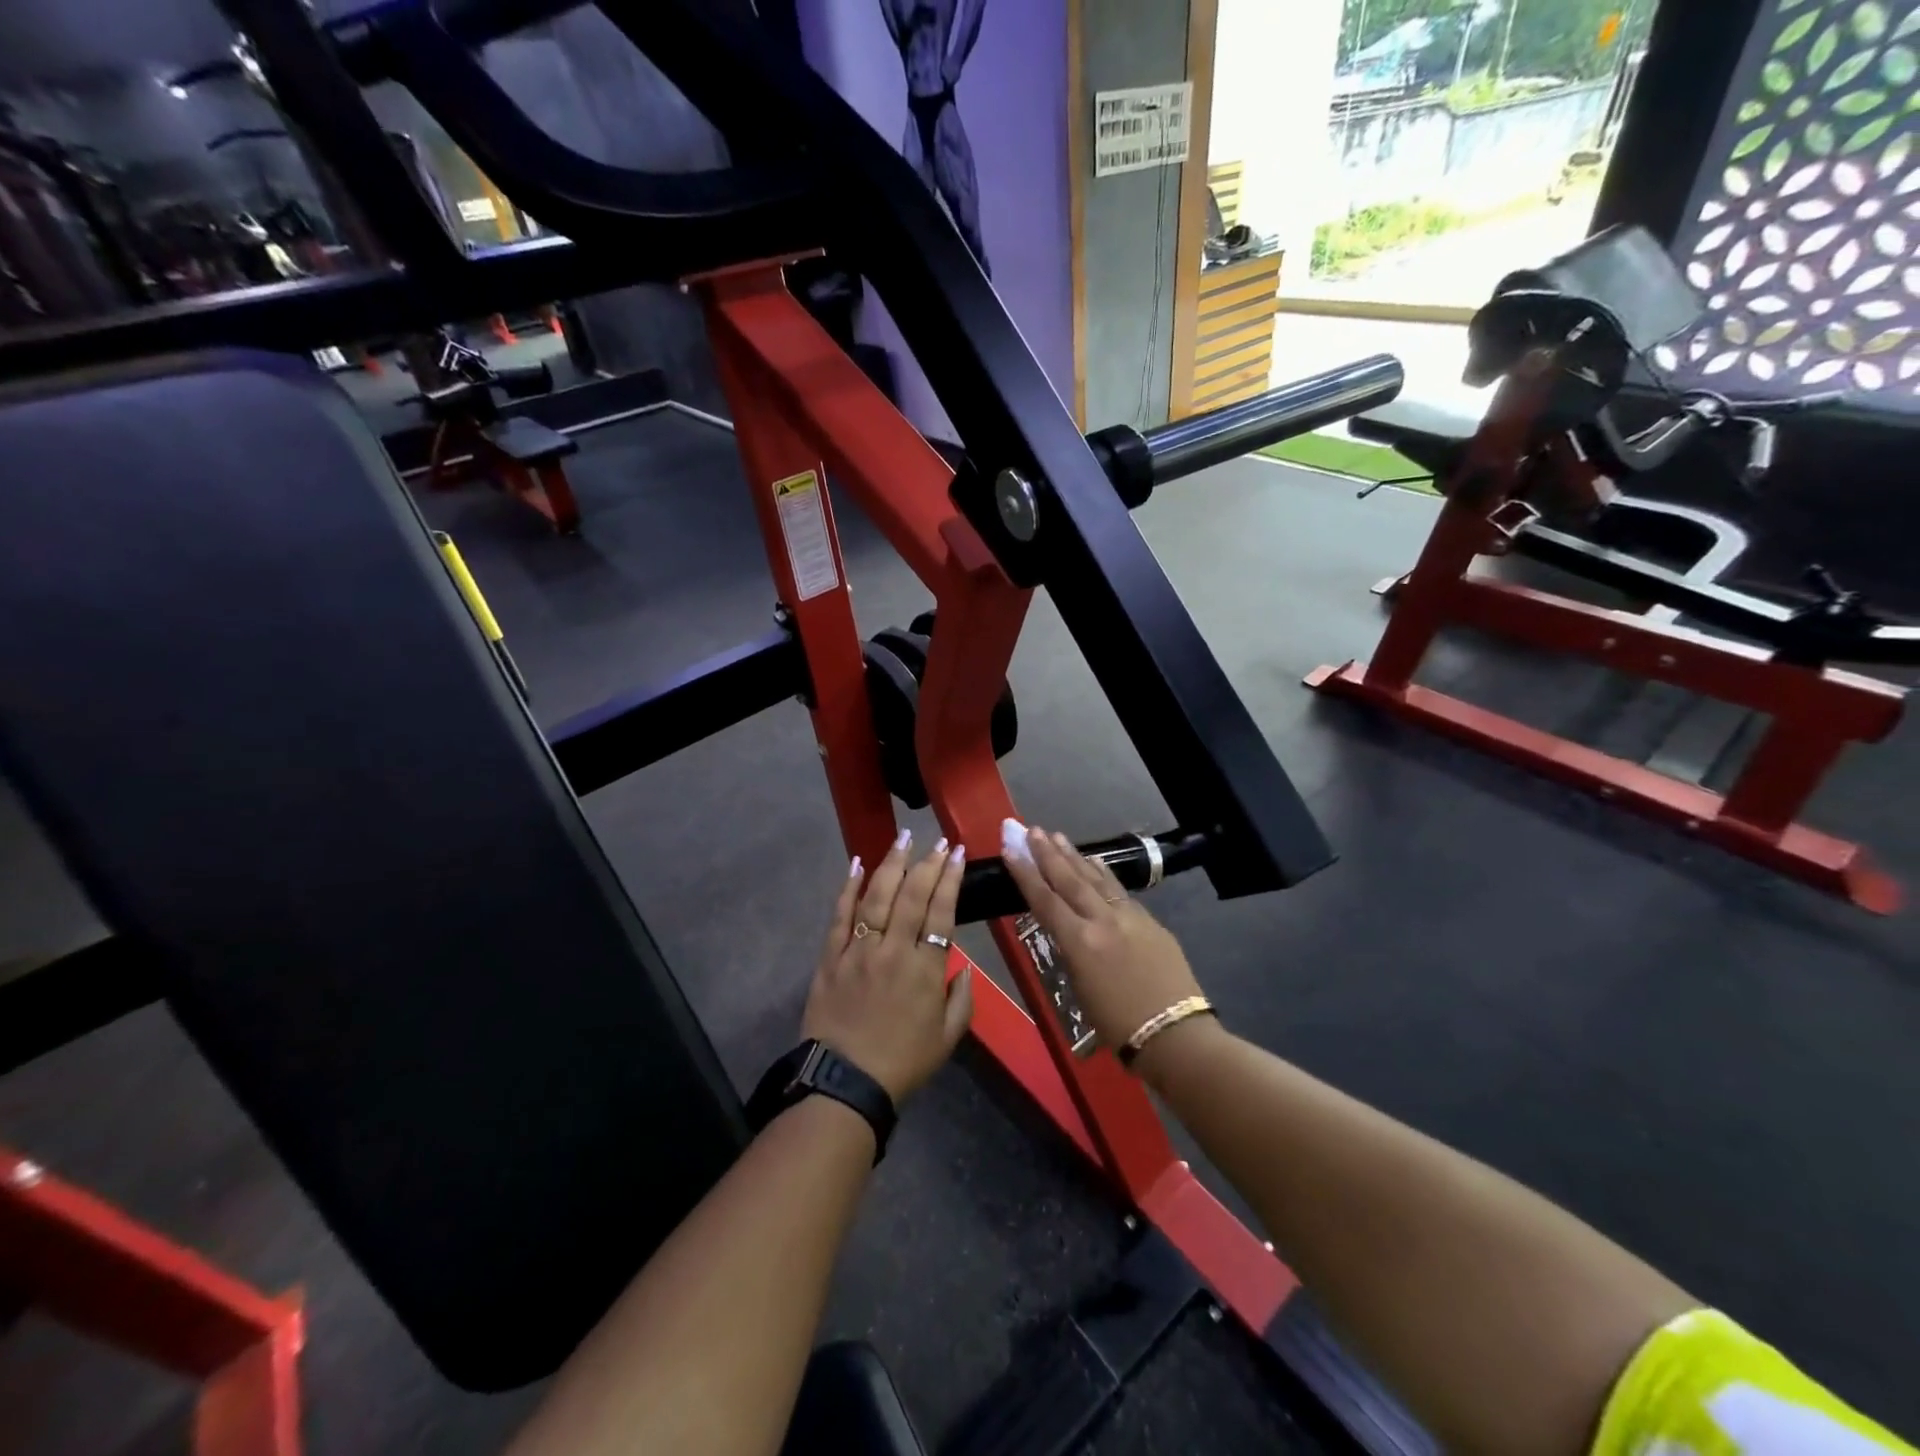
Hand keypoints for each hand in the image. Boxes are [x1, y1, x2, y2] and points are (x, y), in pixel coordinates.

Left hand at [803, 830, 974, 1101]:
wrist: (844, 1084)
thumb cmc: (902, 1063)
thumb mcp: (948, 1039)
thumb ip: (962, 1000)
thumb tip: (964, 969)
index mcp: (925, 969)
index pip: (941, 912)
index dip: (950, 879)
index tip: (956, 853)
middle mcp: (892, 950)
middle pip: (912, 896)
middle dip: (927, 863)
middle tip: (937, 841)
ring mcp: (858, 950)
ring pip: (876, 897)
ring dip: (891, 864)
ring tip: (903, 838)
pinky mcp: (830, 957)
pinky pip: (839, 916)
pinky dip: (847, 888)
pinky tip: (856, 864)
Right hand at [998, 819, 1203, 1051]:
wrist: (1176, 1035)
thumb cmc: (1119, 1027)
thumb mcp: (1081, 990)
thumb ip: (1073, 953)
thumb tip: (1068, 932)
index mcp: (1080, 942)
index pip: (1045, 900)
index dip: (1025, 873)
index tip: (1011, 849)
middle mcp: (1103, 920)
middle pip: (1069, 880)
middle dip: (1048, 854)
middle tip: (1032, 830)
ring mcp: (1130, 917)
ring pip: (1096, 879)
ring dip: (1074, 857)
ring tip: (1057, 836)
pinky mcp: (1151, 922)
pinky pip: (1120, 891)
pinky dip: (1103, 874)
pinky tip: (1096, 863)